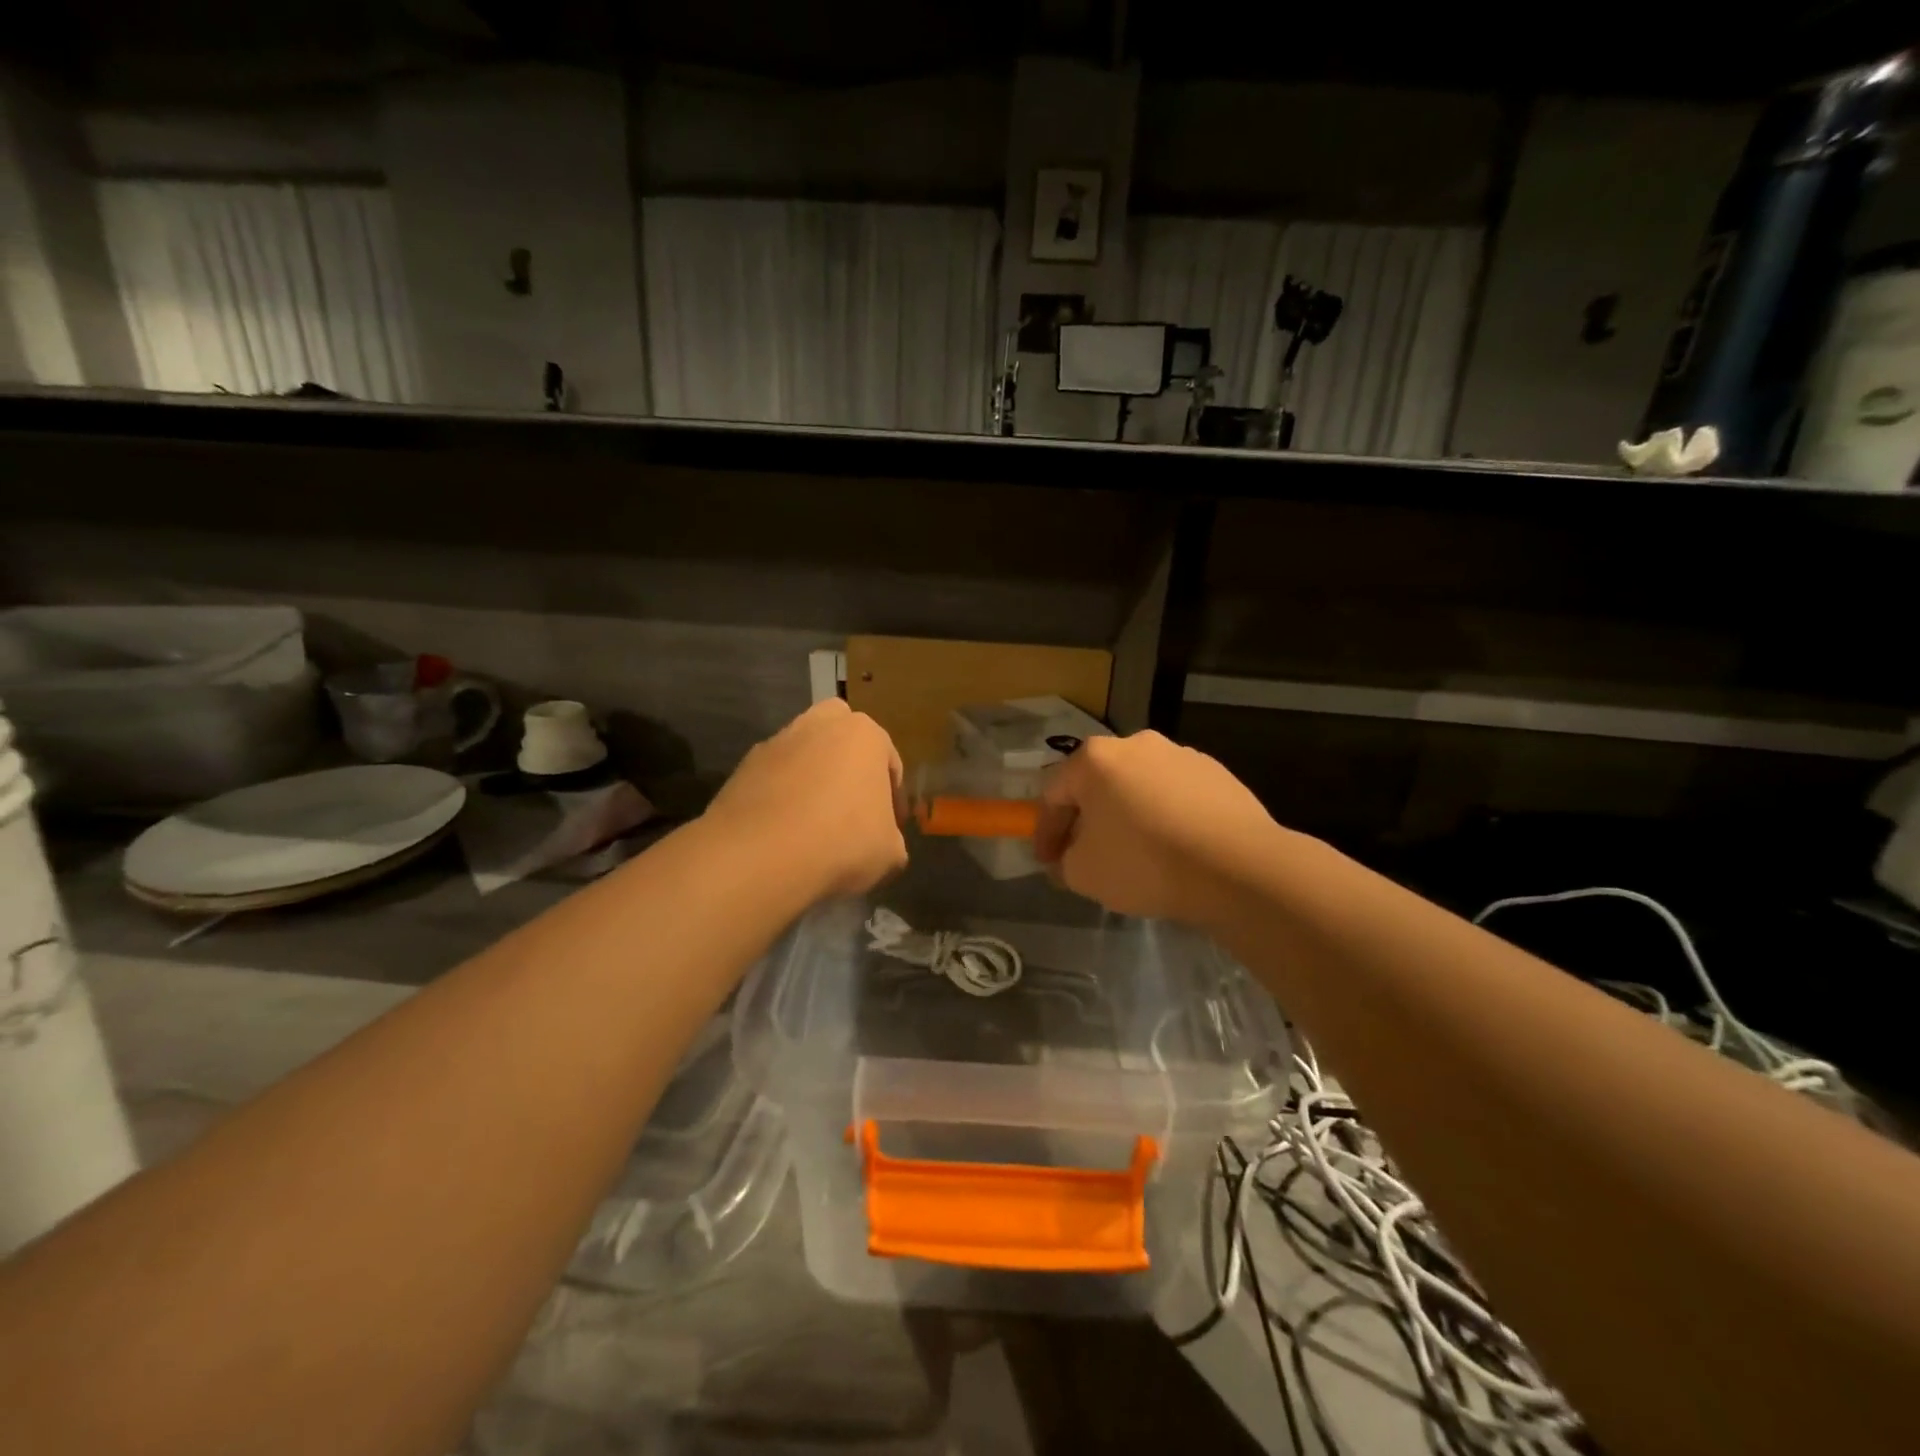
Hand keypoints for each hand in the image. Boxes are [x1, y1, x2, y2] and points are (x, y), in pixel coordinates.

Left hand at [706, 700, 906, 901]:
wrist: (762, 854)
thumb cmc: (843, 841)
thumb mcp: (890, 852)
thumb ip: (892, 839)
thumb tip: (886, 844)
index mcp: (865, 734)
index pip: (889, 763)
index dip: (893, 799)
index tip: (891, 828)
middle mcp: (820, 724)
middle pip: (842, 739)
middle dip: (849, 766)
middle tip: (853, 807)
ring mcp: (777, 742)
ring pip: (805, 756)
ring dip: (812, 780)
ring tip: (815, 824)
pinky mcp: (743, 766)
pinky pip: (774, 779)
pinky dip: (781, 797)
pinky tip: (784, 831)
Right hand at [1035, 731, 1279, 928]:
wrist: (1238, 867)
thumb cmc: (1145, 863)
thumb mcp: (1084, 874)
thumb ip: (1064, 862)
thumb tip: (1069, 858)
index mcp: (1095, 759)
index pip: (1054, 794)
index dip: (1045, 832)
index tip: (1048, 862)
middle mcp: (1136, 743)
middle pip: (1098, 784)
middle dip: (1087, 820)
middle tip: (1087, 856)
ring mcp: (1181, 754)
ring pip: (1139, 788)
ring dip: (1128, 816)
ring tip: (1136, 855)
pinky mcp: (1217, 772)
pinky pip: (1175, 796)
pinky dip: (1165, 818)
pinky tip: (1174, 850)